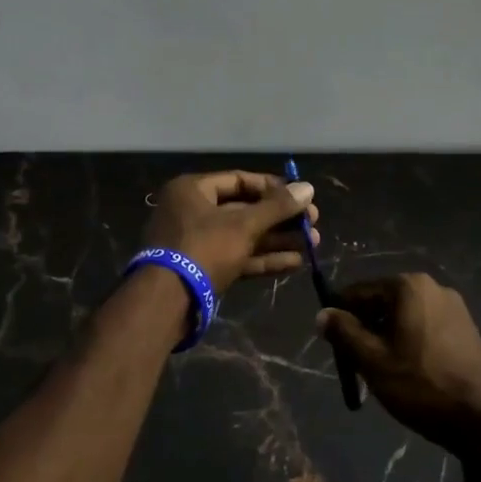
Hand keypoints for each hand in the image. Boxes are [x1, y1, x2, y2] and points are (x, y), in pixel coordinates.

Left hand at [142, 171, 318, 291]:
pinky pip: (237, 257)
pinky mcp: (203, 269)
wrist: (167, 301)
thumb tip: (308, 188)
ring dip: (277, 239)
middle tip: (312, 223)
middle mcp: (192, 211)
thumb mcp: (243, 225)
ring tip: (313, 243)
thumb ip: (277, 207)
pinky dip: (263, 258)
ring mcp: (196, 242)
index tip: (300, 196)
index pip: (239, 180)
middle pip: (243, 209)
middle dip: (280, 218)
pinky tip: (295, 262)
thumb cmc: (203, 248)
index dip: (272, 187)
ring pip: (243, 236)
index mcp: (192, 190)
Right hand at [316, 274, 480, 452]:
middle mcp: (433, 286)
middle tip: (356, 361)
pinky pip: (425, 325)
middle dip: (366, 327)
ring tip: (382, 369)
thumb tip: (322, 314)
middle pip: (383, 301)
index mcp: (408, 286)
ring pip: (404, 315)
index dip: (340, 316)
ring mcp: (454, 306)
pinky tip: (409, 369)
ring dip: (387, 335)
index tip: (333, 344)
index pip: (359, 292)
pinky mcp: (466, 327)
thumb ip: (343, 332)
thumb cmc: (420, 384)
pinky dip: (410, 340)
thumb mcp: (372, 360)